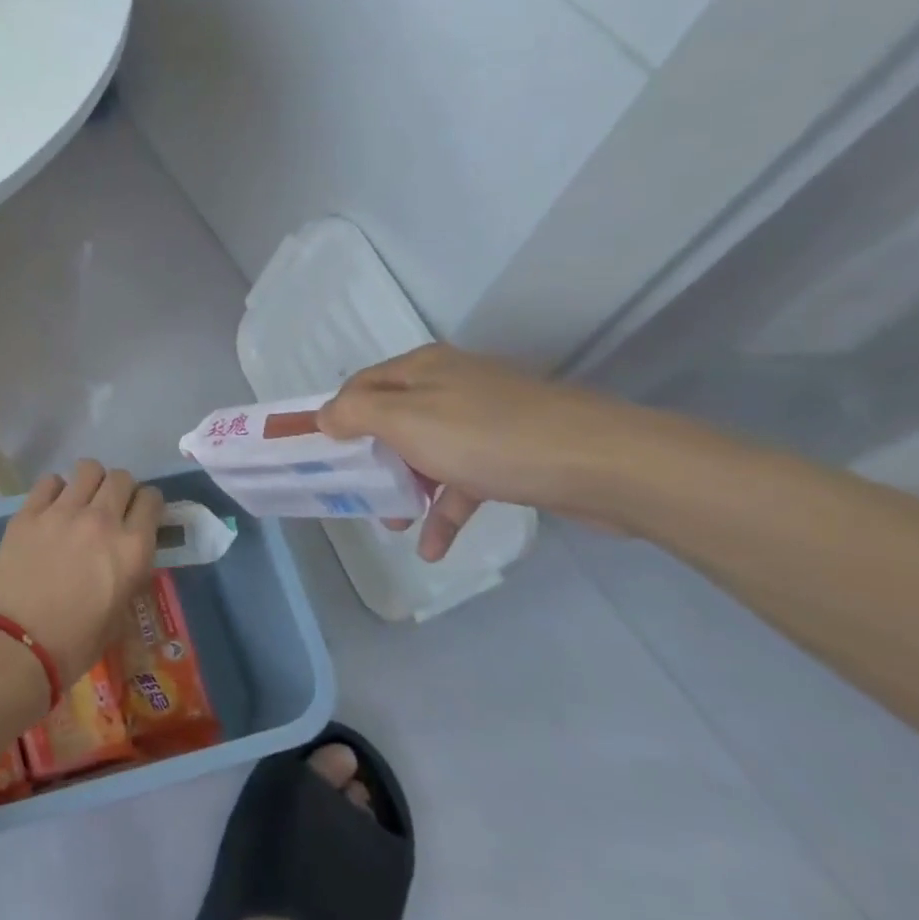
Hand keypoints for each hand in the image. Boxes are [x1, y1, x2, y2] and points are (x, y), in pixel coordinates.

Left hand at [0, 461, 163, 682]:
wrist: (16, 646)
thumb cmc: (74, 644)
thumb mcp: (120, 617)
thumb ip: (129, 579)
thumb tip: (125, 562)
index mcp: (132, 548)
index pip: (152, 499)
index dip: (148, 505)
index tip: (140, 515)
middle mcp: (102, 520)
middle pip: (121, 478)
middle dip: (122, 489)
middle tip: (111, 508)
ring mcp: (62, 512)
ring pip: (88, 469)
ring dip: (90, 482)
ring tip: (82, 501)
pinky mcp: (28, 513)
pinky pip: (49, 481)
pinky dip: (56, 490)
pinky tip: (51, 508)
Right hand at [317, 344, 655, 560]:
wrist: (602, 463)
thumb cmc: (487, 437)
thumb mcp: (406, 420)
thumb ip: (357, 414)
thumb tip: (324, 416)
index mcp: (422, 370)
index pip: (360, 386)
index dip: (335, 417)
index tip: (317, 454)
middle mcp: (450, 386)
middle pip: (392, 420)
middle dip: (369, 458)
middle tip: (351, 492)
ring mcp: (484, 420)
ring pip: (426, 452)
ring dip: (405, 489)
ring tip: (390, 525)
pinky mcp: (511, 454)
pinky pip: (463, 481)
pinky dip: (445, 511)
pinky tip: (434, 549)